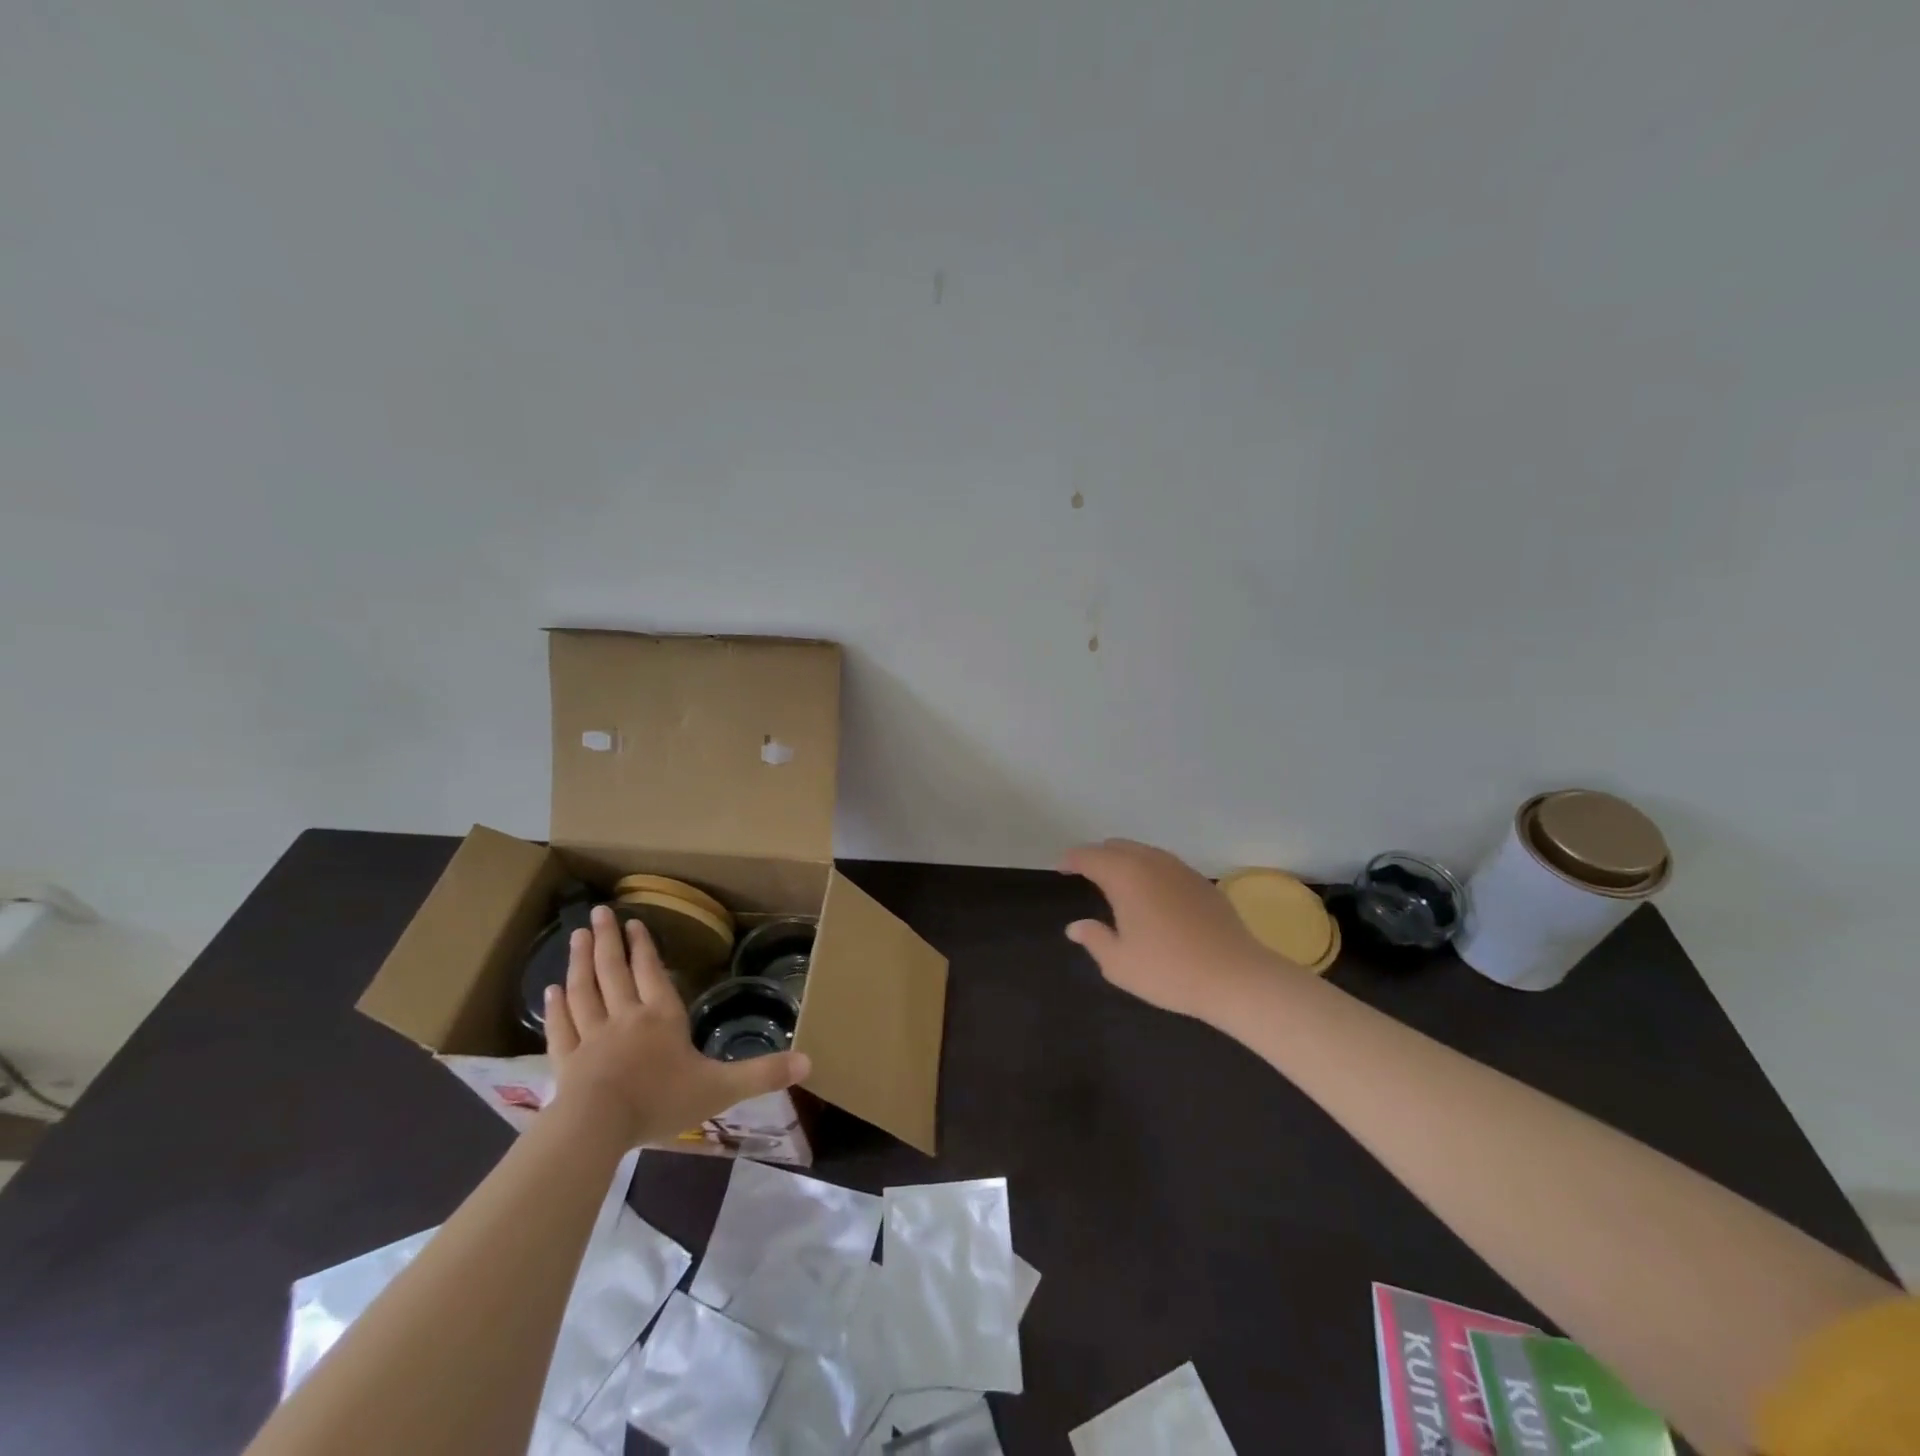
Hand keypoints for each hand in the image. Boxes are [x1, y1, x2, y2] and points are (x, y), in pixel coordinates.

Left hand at [545, 905, 810, 1147]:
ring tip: (575, 936)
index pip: (650, 973)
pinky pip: (561, 1026)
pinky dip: (556, 1006)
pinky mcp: (566, 1060)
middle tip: (596, 913)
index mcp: (661, 1017)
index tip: (633, 922)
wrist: (597, 1128)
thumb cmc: (661, 1101)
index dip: (643, 947)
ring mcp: (591, 1037)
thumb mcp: (721, 1088)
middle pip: (613, 971)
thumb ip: (763, 1074)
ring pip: (584, 990)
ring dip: (580, 961)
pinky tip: (551, 990)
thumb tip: (809, 1062)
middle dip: (607, 940)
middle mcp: (625, 1017)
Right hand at [1059, 839, 1276, 1019]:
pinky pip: (1165, 865)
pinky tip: (1151, 894)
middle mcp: (1151, 862)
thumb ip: (1094, 939)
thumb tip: (1076, 926)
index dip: (1071, 860)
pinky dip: (1149, 870)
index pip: (1089, 856)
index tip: (1060, 868)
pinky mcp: (1202, 882)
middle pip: (1116, 847)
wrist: (1235, 976)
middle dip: (1097, 857)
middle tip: (1085, 875)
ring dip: (1124, 861)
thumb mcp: (1119, 963)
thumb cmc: (1169, 970)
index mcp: (1125, 875)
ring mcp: (1180, 869)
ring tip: (1116, 882)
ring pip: (1143, 852)